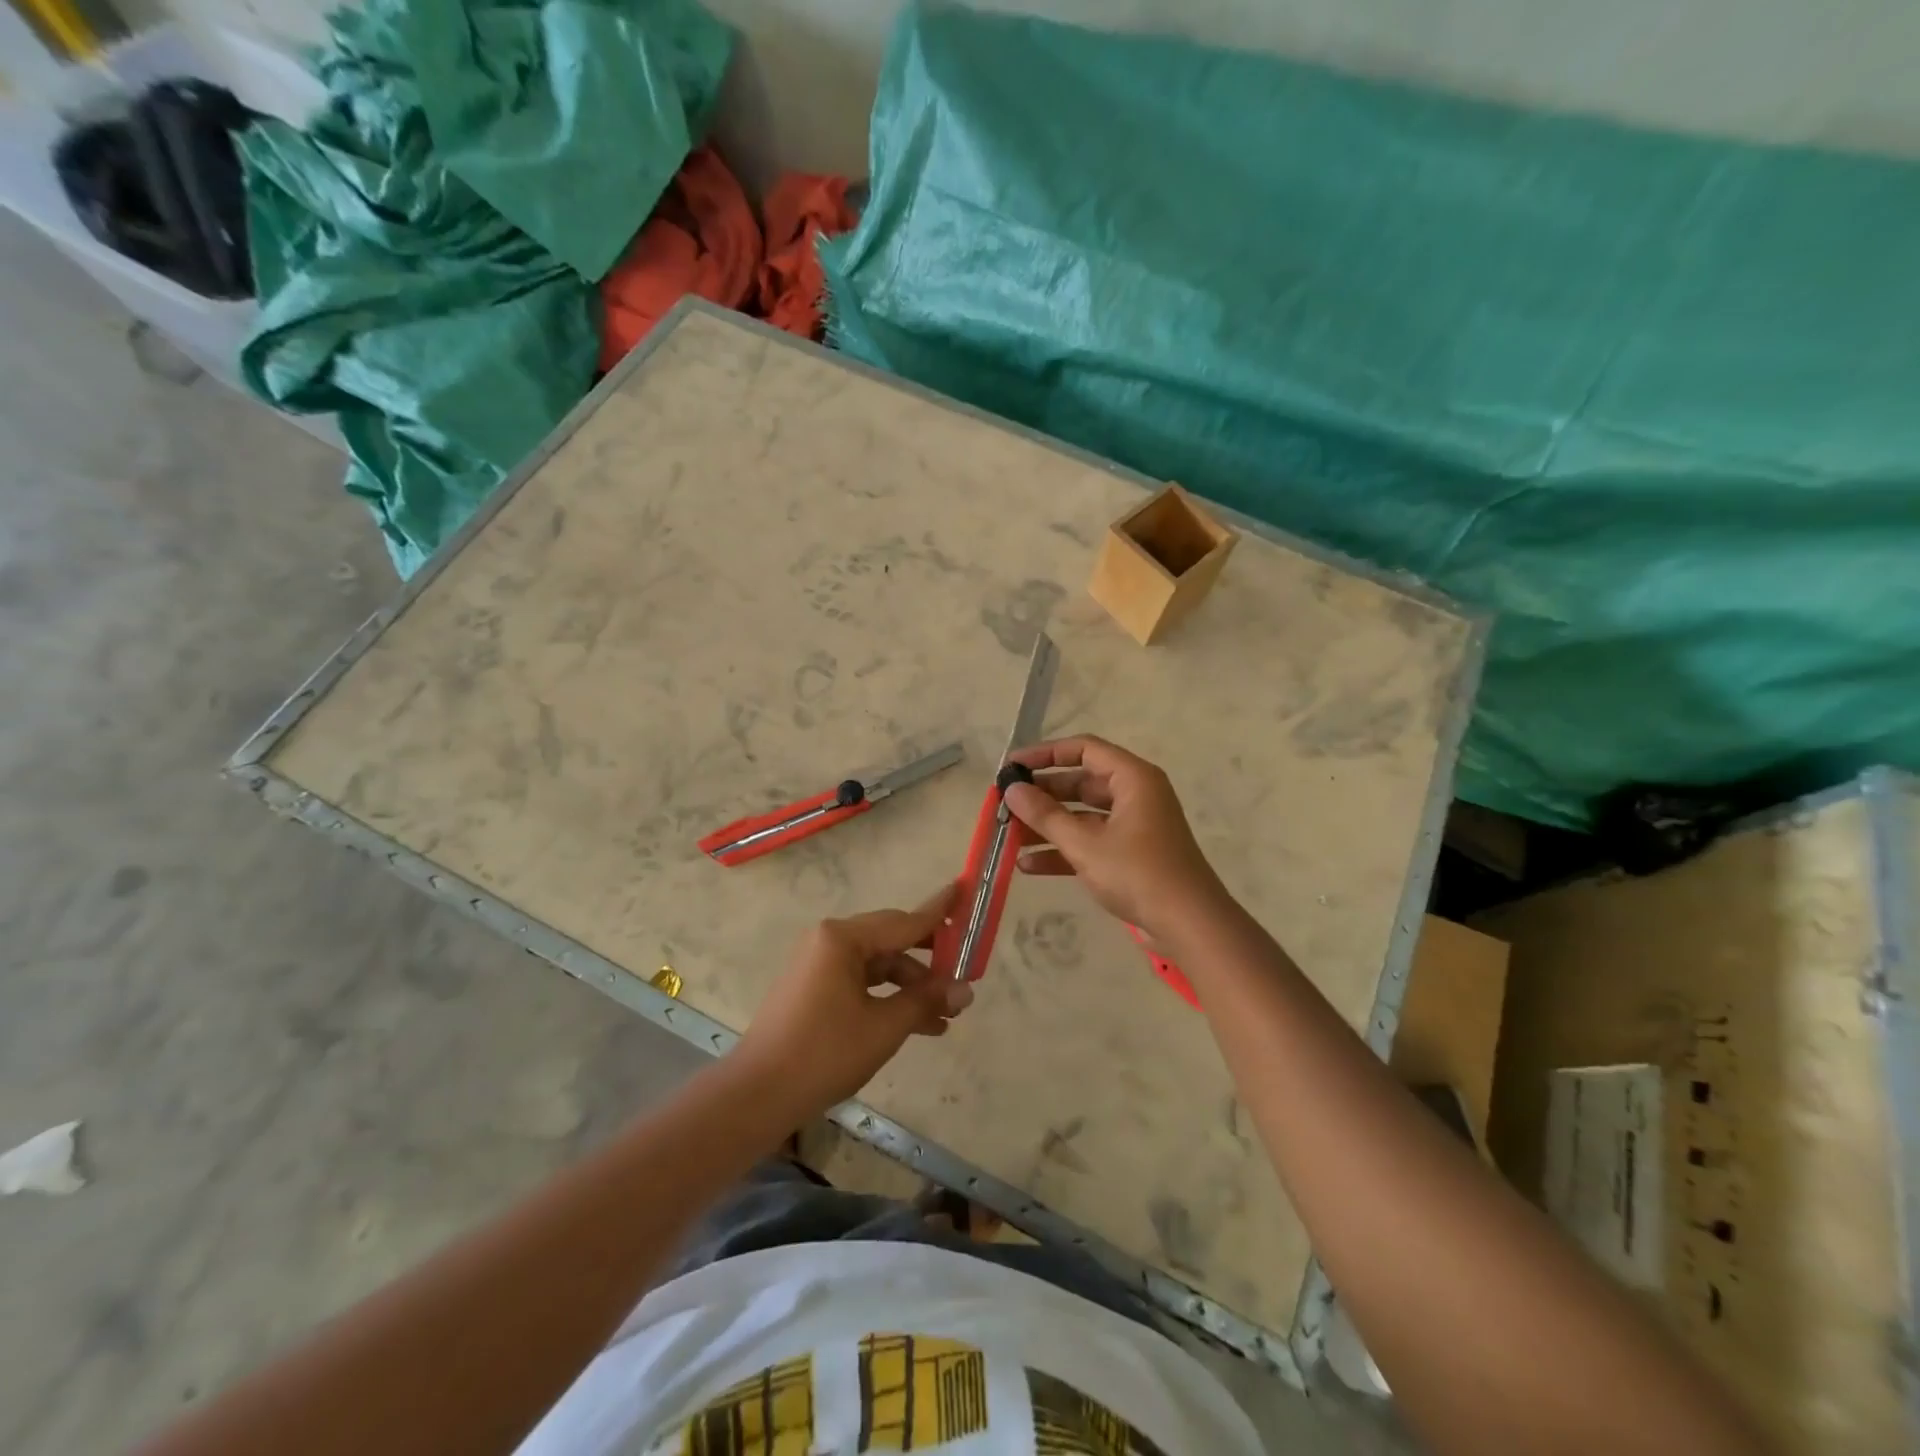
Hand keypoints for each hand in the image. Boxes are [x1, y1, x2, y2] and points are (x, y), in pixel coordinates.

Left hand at [736, 883, 971, 1115]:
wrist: (758, 1095)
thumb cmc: (824, 1053)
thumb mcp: (884, 1027)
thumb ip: (925, 1001)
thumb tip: (965, 990)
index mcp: (843, 938)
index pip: (903, 921)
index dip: (939, 911)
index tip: (964, 891)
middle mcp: (829, 941)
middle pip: (891, 941)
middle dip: (929, 960)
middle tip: (964, 970)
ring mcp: (819, 965)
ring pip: (878, 966)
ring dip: (910, 987)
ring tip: (945, 1016)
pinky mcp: (814, 988)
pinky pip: (861, 982)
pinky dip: (887, 998)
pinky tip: (916, 1024)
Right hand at [1003, 736, 1227, 936]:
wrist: (1190, 925)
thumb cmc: (1138, 873)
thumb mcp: (1085, 844)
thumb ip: (1045, 815)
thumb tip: (1012, 789)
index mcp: (1132, 778)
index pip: (1083, 749)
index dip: (1045, 754)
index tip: (1012, 767)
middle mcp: (1135, 794)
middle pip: (1080, 782)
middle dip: (1042, 794)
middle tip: (1006, 803)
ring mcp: (1134, 825)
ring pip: (1082, 815)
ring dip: (1048, 825)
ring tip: (1009, 835)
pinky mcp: (1131, 854)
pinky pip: (1091, 841)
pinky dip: (1064, 849)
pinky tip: (1028, 865)